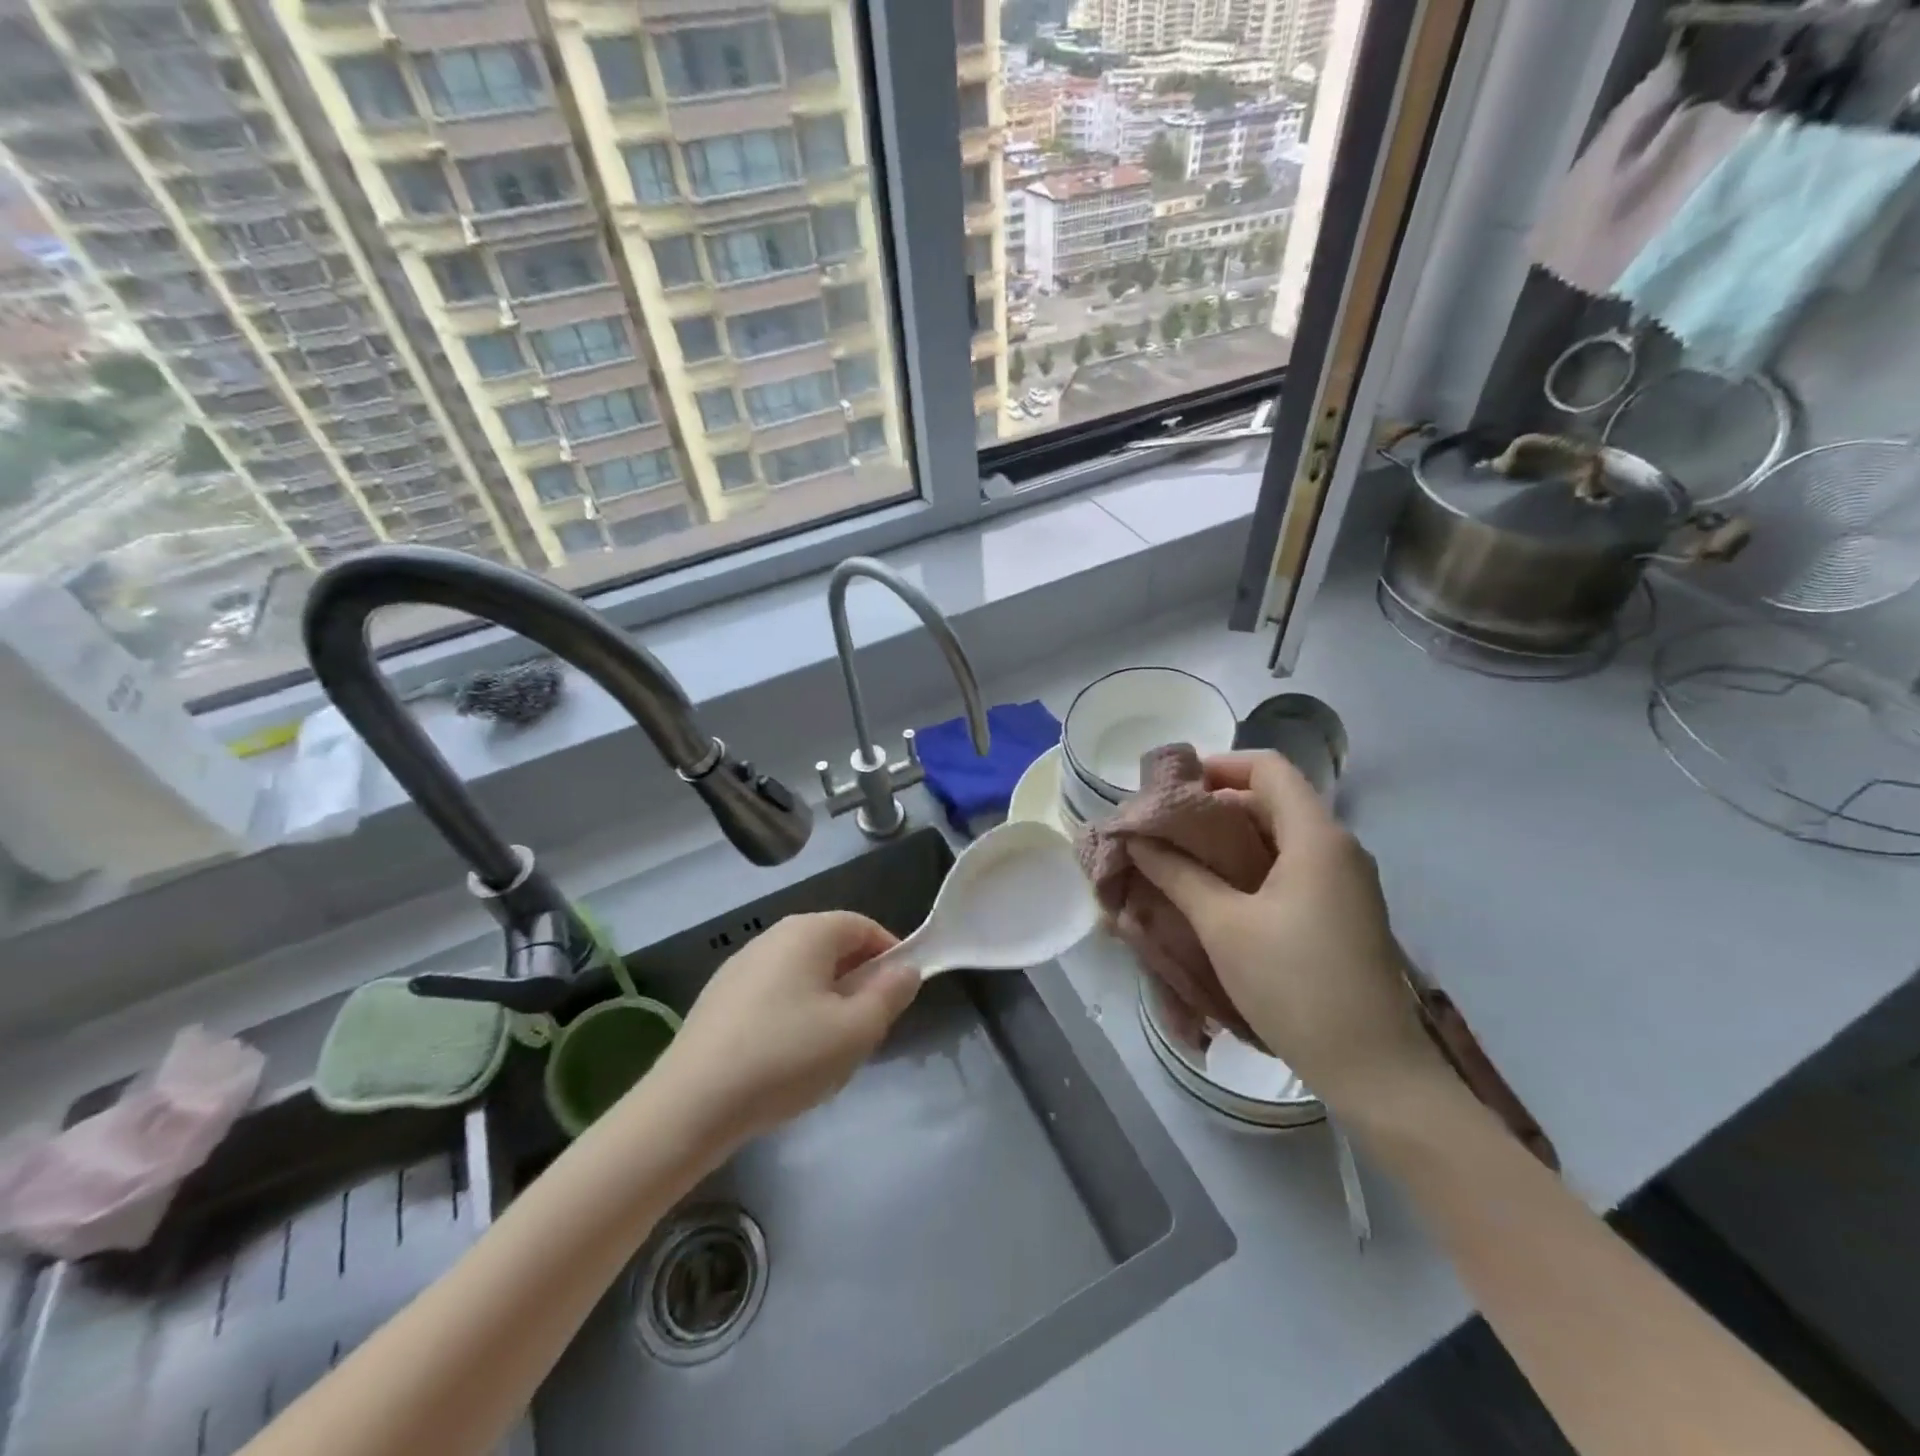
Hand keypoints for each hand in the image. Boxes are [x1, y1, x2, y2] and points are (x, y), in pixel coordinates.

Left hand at [650, 912, 919, 1146]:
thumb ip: (890, 994)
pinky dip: (793, 1013)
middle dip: (858, 981)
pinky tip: (786, 1058)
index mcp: (808, 932)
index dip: (890, 954)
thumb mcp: (856, 1031)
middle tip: (867, 1028)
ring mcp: (740, 965)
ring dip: (826, 999)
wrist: (691, 1104)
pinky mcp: (719, 997)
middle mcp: (773, 935)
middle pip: (831, 947)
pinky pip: (773, 993)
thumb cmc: (786, 1058)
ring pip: (802, 972)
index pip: (863, 926)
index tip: (899, 995)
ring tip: (828, 1049)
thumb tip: (905, 969)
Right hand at [1130, 751, 1446, 1119]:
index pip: (1267, 767)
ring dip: (1232, 838)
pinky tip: (1219, 892)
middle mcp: (1339, 847)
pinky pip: (1294, 866)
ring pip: (1282, 835)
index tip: (1170, 787)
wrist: (1375, 1070)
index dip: (1217, 765)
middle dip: (1216, 805)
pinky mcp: (1344, 911)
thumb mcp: (1223, 925)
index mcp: (1316, 836)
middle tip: (1165, 826)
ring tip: (1182, 857)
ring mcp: (1347, 881)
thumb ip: (1177, 874)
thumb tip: (1137, 840)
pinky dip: (1253, 865)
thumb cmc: (1295, 984)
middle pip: (1274, 799)